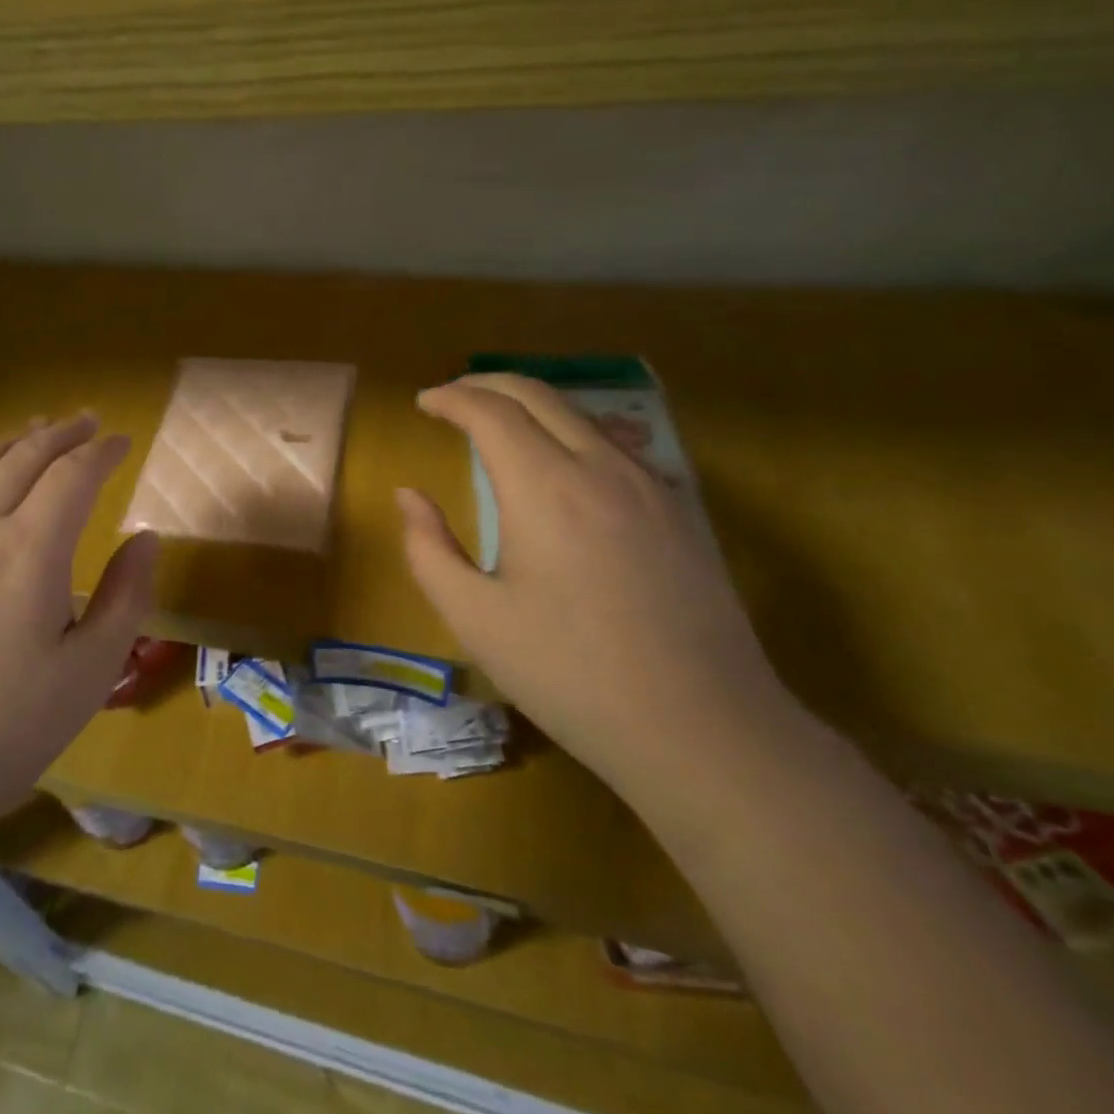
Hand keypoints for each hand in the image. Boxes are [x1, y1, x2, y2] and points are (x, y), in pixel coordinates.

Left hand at [0, 413, 158, 814]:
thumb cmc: (5, 727)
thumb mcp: (90, 671)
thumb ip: (126, 596)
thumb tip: (146, 539)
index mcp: (31, 549)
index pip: (73, 474)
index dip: (102, 452)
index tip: (125, 442)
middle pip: (25, 456)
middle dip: (62, 432)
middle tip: (90, 422)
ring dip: (18, 440)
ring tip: (39, 428)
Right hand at [397, 374, 795, 803]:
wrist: (703, 730)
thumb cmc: (570, 675)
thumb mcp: (475, 619)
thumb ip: (428, 548)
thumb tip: (409, 496)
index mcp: (545, 488)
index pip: (490, 411)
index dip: (451, 398)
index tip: (423, 403)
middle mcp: (600, 467)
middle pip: (538, 394)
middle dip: (487, 384)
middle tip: (453, 397)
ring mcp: (649, 484)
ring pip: (581, 414)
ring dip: (531, 405)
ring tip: (498, 423)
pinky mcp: (679, 509)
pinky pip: (614, 445)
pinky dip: (571, 432)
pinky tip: (561, 465)